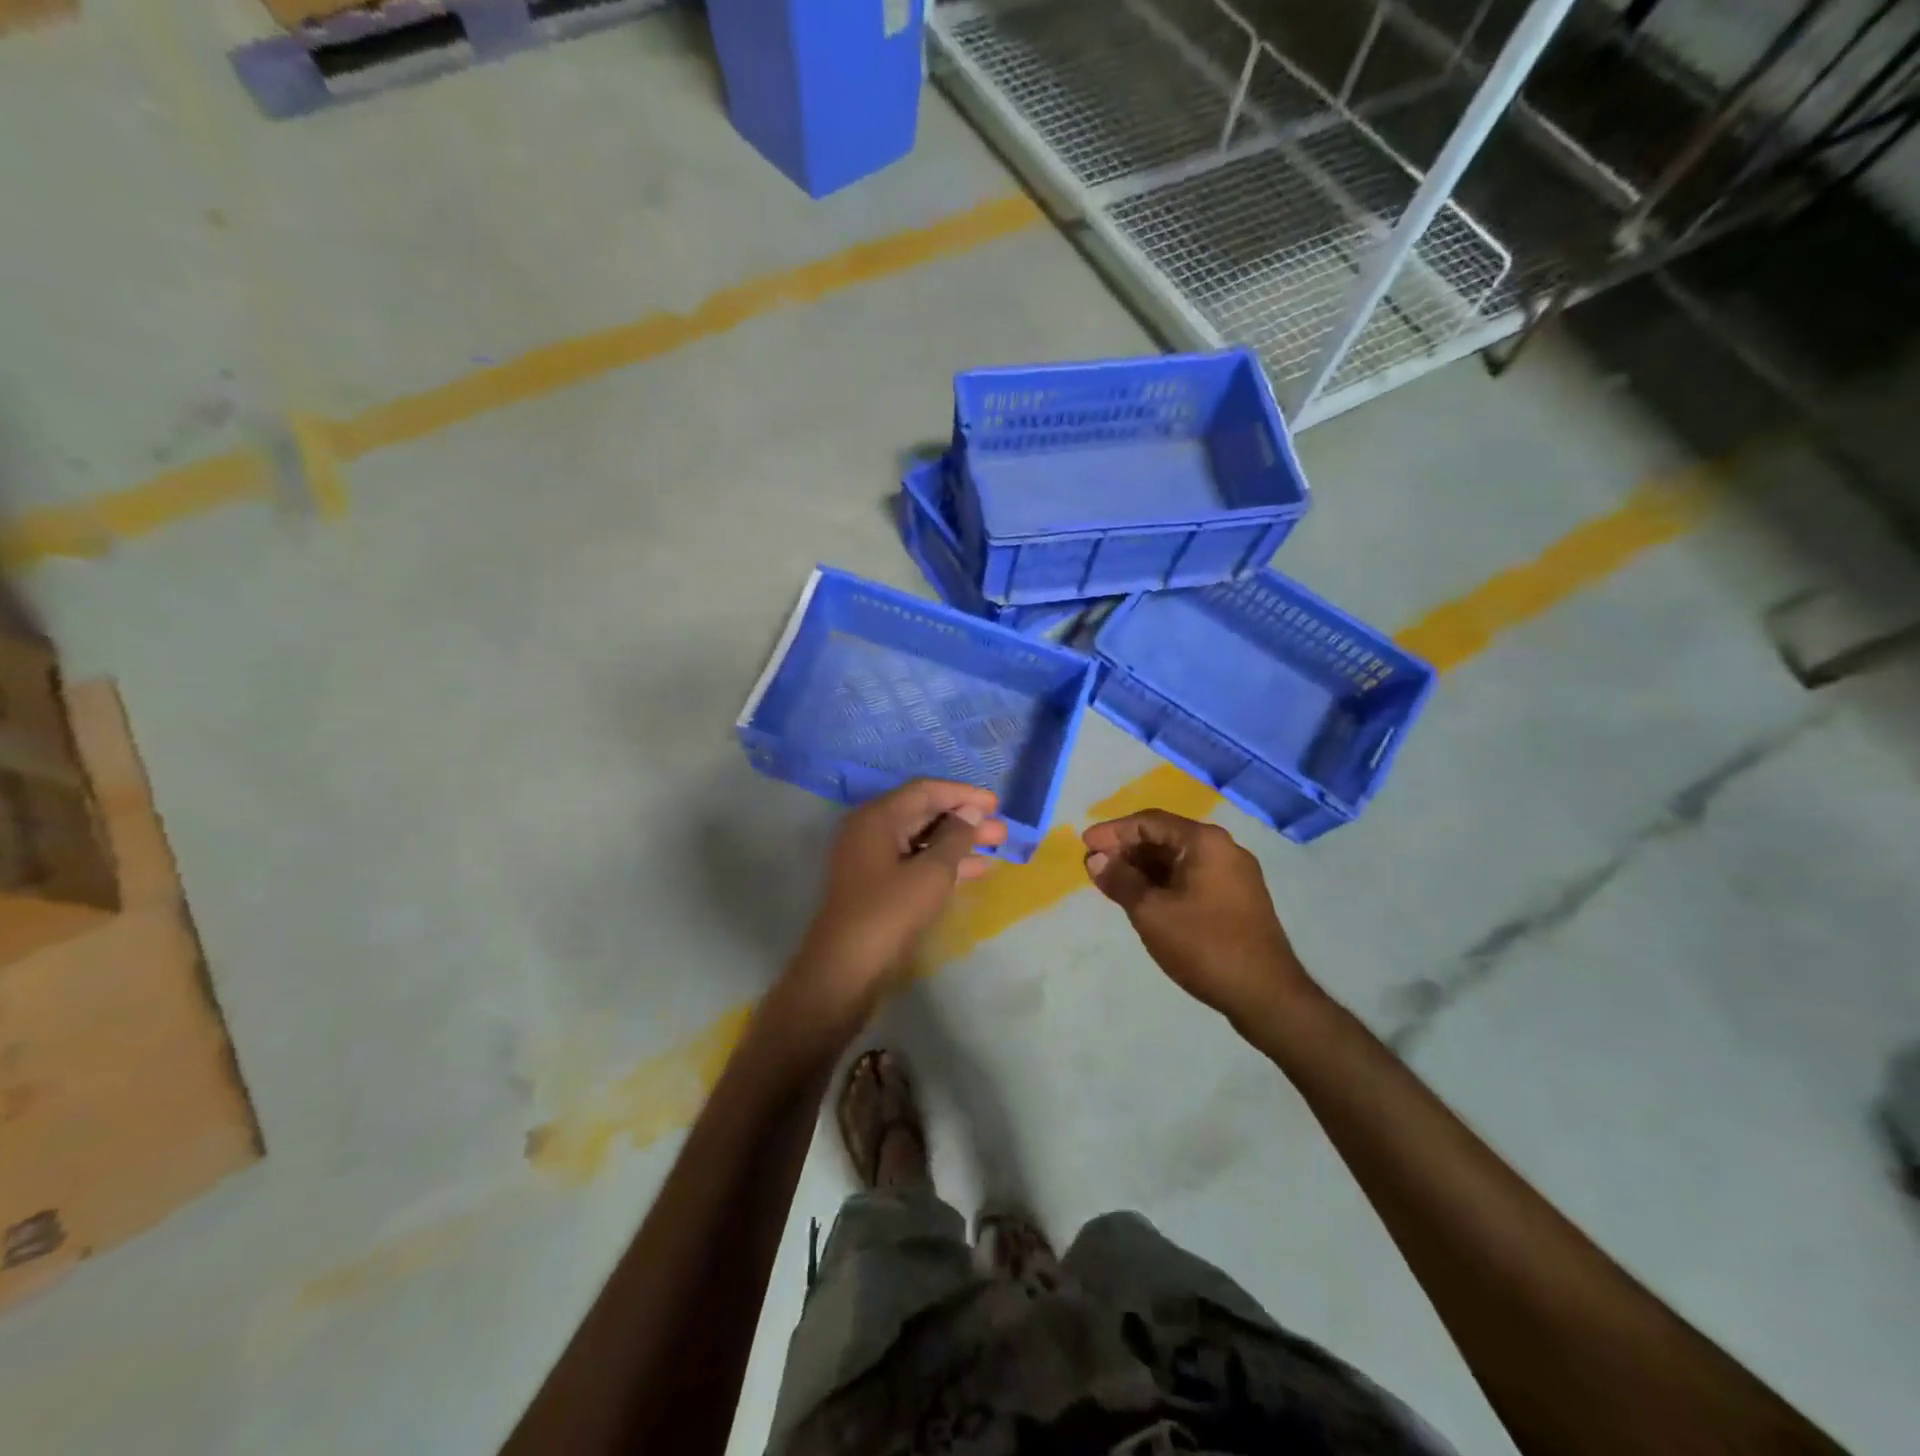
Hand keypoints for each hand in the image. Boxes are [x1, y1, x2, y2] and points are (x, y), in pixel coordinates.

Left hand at [782, 780, 1006, 1031]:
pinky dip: (944, 864)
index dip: (962, 794)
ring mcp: (872, 860)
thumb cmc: (889, 913)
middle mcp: (871, 831)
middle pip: (924, 814)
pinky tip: (975, 871)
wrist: (846, 971)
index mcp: (877, 818)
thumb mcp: (931, 873)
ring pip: (922, 841)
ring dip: (958, 843)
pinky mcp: (878, 886)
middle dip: (964, 820)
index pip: (925, 791)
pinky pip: (915, 863)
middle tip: (1001, 830)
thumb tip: (971, 813)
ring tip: (997, 848)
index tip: (995, 803)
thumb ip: (955, 838)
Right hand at [1082, 810, 1314, 1027]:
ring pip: (1178, 859)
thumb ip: (1120, 880)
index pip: (1149, 822)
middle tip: (1094, 866)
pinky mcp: (1237, 898)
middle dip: (1127, 849)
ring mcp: (1234, 874)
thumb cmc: (1204, 946)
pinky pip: (1191, 877)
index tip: (1084, 846)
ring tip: (1111, 883)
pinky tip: (1142, 898)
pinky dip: (1163, 882)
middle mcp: (1223, 848)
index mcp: (1205, 842)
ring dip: (1143, 868)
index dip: (1113, 832)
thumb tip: (1096, 860)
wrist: (1266, 995)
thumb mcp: (1151, 912)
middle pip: (1165, 837)